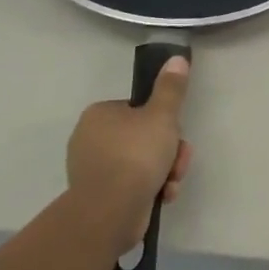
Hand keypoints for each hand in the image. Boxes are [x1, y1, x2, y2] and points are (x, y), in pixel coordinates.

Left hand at [67, 56, 192, 253]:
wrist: (110, 211)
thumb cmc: (135, 155)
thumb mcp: (161, 116)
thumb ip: (171, 88)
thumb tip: (177, 58)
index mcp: (99, 114)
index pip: (139, 110)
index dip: (163, 122)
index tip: (175, 135)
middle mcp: (90, 139)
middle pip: (143, 138)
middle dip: (168, 152)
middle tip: (178, 162)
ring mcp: (93, 170)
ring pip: (141, 163)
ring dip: (164, 172)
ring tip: (171, 183)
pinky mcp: (99, 196)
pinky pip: (131, 185)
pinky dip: (150, 189)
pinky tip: (162, 197)